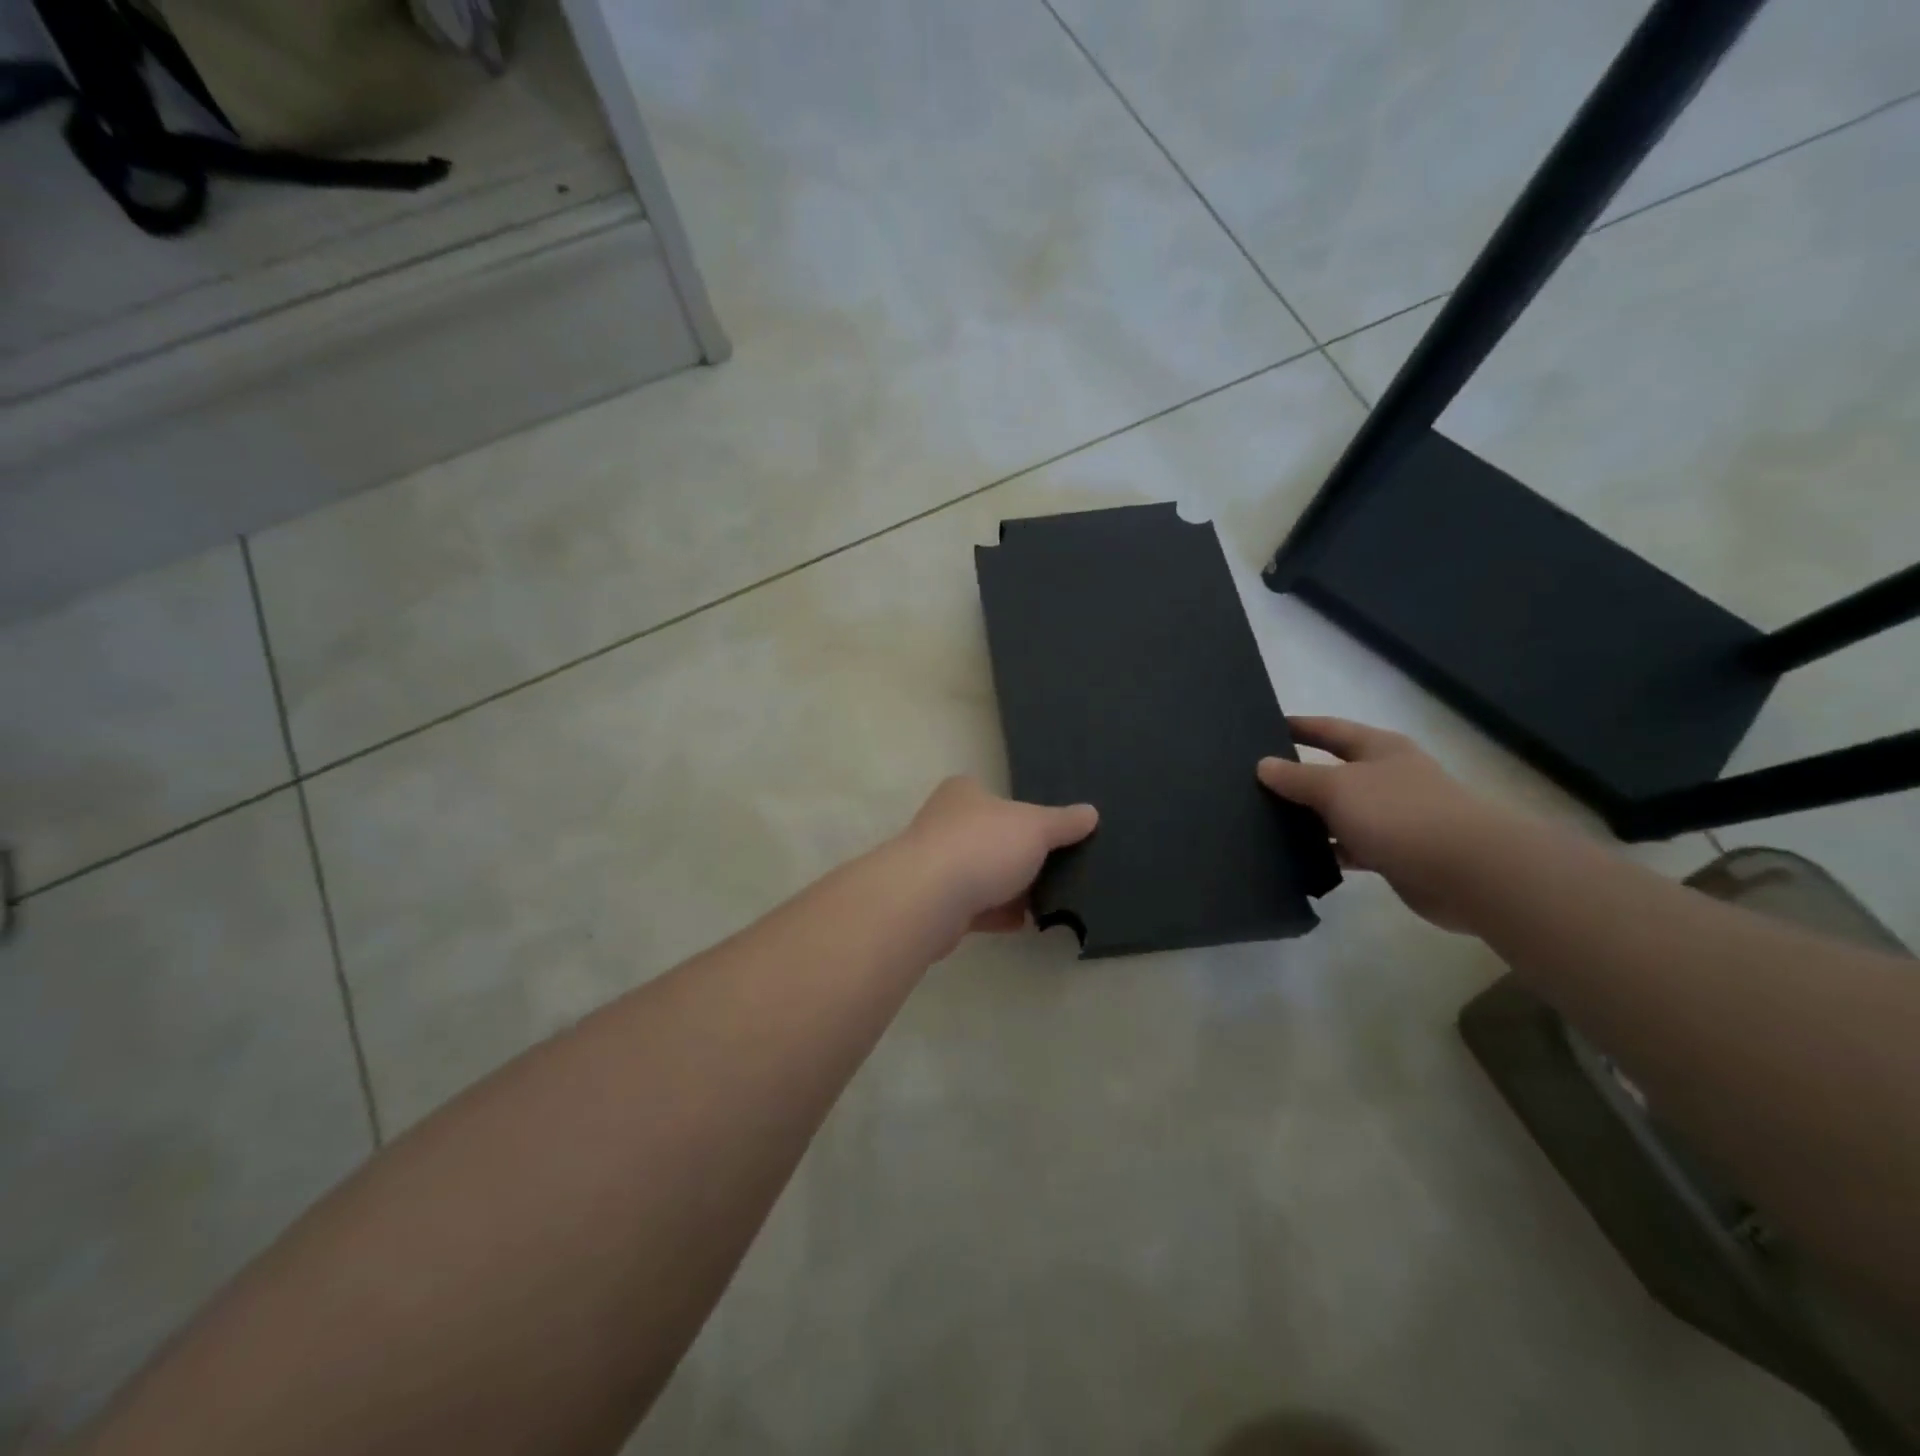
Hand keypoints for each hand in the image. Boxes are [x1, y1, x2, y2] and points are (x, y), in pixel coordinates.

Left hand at [894, 777, 1097, 946]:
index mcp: (963, 794)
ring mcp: (936, 866)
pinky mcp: (935, 905)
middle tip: (1057, 868)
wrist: (928, 900)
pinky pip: (974, 908)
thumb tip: (1090, 813)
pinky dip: (997, 915)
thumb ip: (1063, 822)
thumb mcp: (1036, 827)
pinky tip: (1024, 923)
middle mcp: (943, 824)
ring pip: (982, 875)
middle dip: (1019, 856)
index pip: (995, 796)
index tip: (1050, 832)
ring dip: (1010, 889)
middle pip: (990, 837)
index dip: (1022, 812)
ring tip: (1048, 900)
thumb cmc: (982, 846)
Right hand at [1257, 716, 1520, 930]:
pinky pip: (1350, 846)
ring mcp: (1392, 816)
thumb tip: (1264, 765)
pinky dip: (1327, 849)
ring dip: (1309, 818)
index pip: (1329, 729)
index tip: (1263, 728)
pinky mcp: (1394, 852)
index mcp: (1378, 749)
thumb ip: (1297, 777)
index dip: (1299, 726)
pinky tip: (1296, 856)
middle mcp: (1386, 777)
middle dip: (1297, 776)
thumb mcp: (1337, 787)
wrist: (1468, 871)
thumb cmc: (1399, 813)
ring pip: (1339, 812)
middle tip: (1252, 781)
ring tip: (1263, 821)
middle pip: (1333, 771)